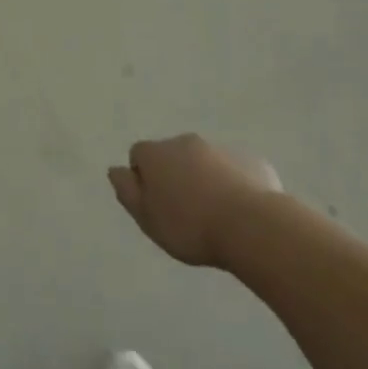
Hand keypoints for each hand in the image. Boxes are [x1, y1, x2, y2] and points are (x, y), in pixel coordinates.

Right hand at [109, 134, 281, 267]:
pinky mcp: (252, 160)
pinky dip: (234, 184)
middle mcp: (186, 142)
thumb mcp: (146, 218)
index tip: (155, 205)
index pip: (139, 155)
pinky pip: (235, 170)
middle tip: (184, 212)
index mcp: (156, 153)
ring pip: (205, 161)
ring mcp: (221, 149)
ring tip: (215, 214)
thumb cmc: (189, 226)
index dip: (144, 179)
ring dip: (204, 179)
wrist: (252, 226)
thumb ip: (126, 191)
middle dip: (175, 176)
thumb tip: (115, 169)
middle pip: (173, 155)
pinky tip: (240, 211)